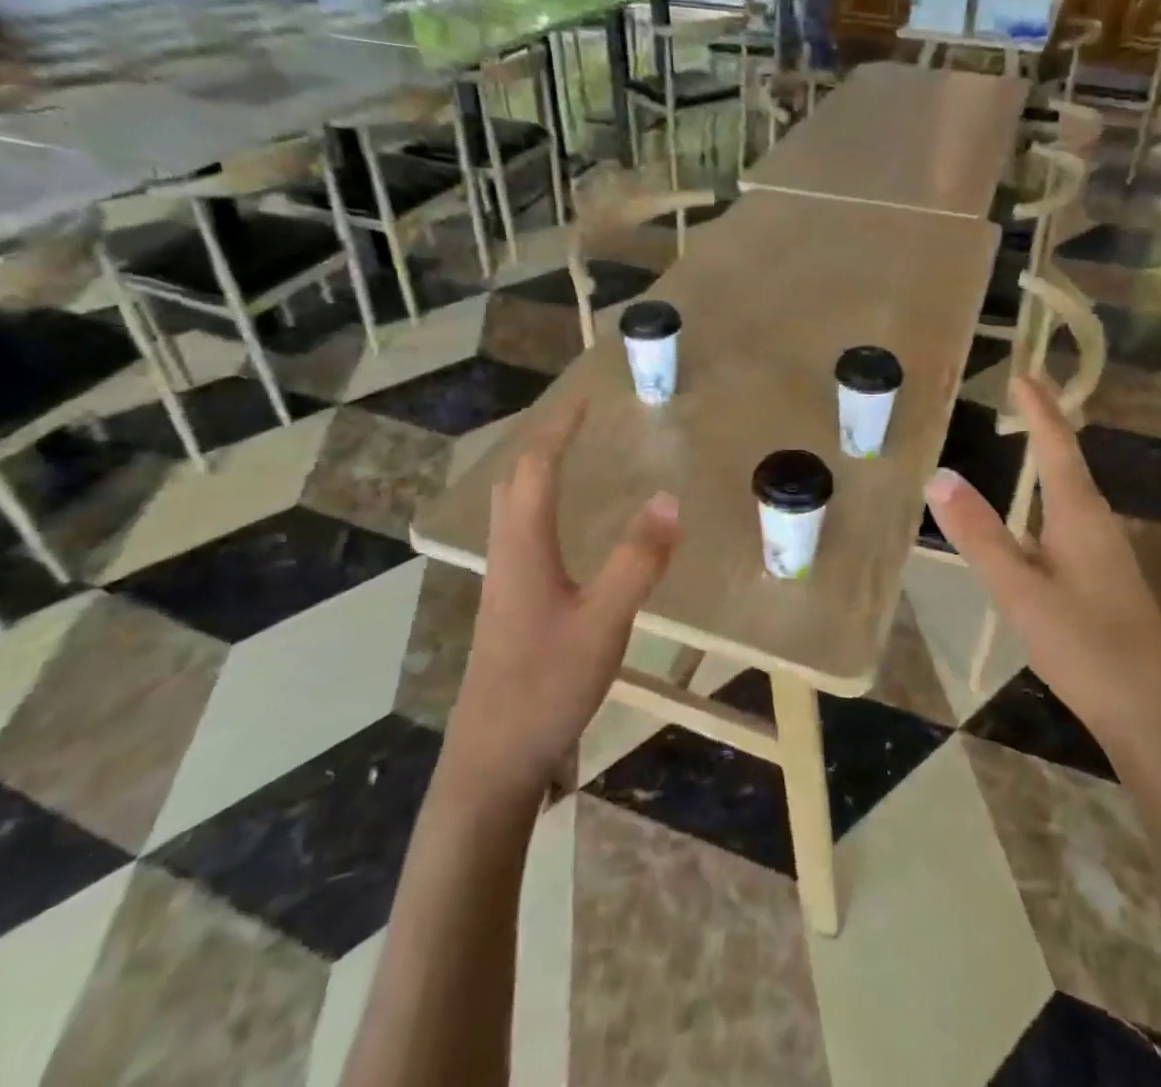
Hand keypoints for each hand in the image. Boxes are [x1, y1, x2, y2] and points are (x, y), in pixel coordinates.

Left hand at [442, 401, 680, 801]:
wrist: (493, 760)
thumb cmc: (546, 686)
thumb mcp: (604, 622)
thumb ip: (637, 561)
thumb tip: (668, 498)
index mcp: (524, 548)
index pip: (535, 469)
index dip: (559, 429)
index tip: (585, 400)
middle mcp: (506, 556)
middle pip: (513, 482)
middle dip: (543, 444)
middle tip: (579, 426)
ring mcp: (503, 584)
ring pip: (512, 511)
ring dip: (538, 476)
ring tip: (573, 463)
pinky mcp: (508, 609)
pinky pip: (520, 537)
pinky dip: (541, 510)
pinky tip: (565, 534)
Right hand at [924, 376, 1160, 742]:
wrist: (1152, 717)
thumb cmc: (1084, 647)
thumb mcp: (1019, 590)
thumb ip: (980, 535)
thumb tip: (939, 476)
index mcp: (1080, 516)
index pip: (1057, 446)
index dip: (1040, 409)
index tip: (1024, 374)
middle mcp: (1098, 524)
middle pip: (1069, 463)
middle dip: (1046, 427)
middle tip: (1020, 398)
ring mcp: (1106, 554)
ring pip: (1072, 494)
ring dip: (1050, 461)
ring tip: (1026, 442)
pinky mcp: (1105, 580)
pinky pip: (1070, 522)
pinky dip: (1049, 499)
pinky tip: (1034, 522)